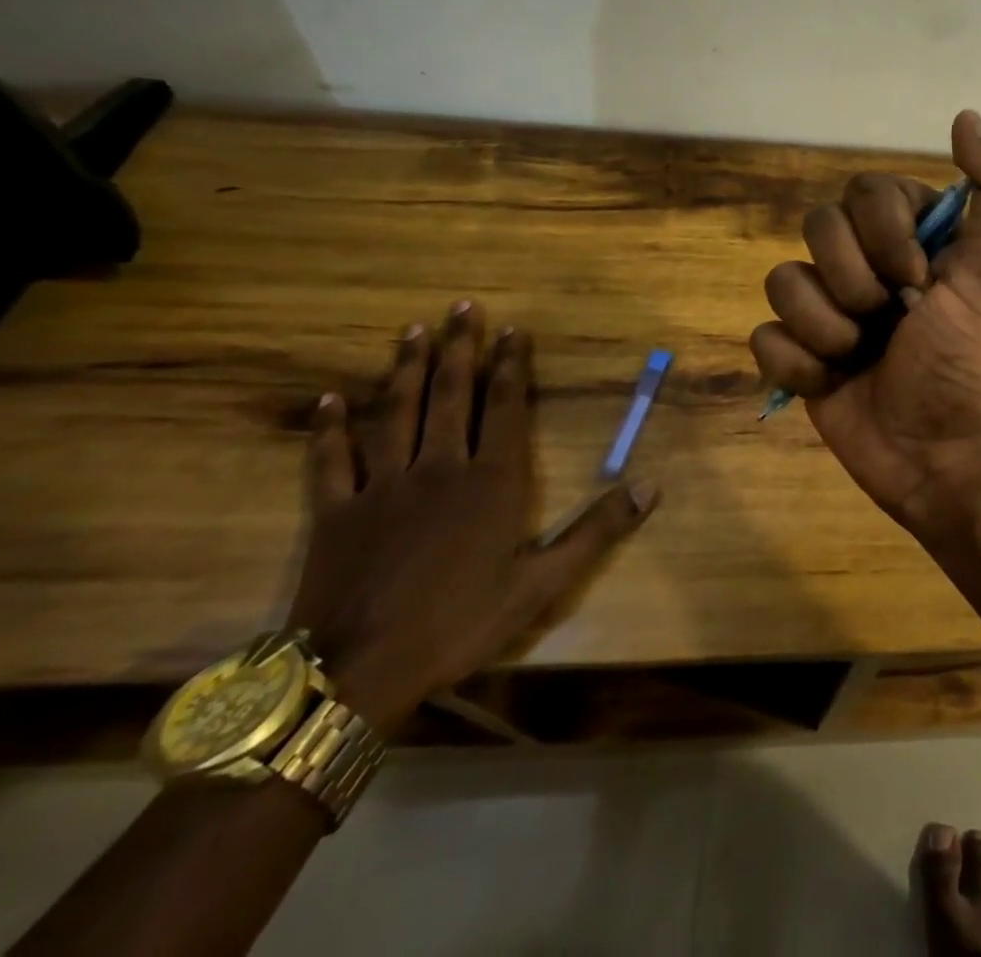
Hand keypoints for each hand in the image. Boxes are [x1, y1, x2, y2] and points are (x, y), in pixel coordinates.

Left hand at [287, 302, 657, 734]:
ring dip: (404, 369)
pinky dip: (329, 428)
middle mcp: (439, 467)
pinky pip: (331, 460)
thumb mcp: (543, 582)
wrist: (359, 673)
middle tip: (460, 307)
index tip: (511, 329)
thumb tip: (651, 486)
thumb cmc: (461, 623)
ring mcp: (383, 486)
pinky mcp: (335, 512)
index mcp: (491, 480)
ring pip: (395, 413)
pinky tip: (328, 399)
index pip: (504, 406)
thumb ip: (597, 529)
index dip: (510, 365)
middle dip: (458, 348)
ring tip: (411, 331)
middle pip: (449, 394)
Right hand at [750, 111, 980, 528]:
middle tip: (891, 321)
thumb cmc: (970, 356)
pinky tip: (832, 383)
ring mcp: (826, 310)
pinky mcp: (797, 356)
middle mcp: (863, 264)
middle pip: (817, 227)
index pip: (865, 191)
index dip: (885, 233)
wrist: (940, 452)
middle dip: (855, 282)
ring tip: (862, 357)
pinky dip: (797, 363)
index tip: (920, 279)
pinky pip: (763, 336)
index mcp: (908, 237)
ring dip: (827, 327)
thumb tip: (966, 116)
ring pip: (783, 281)